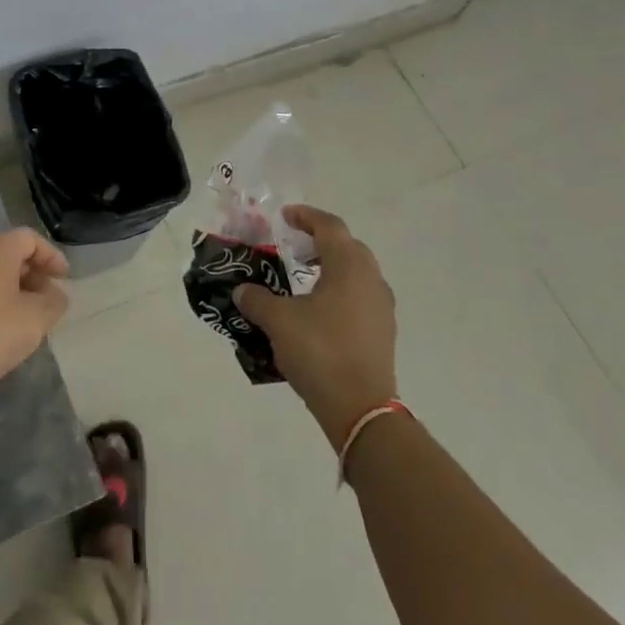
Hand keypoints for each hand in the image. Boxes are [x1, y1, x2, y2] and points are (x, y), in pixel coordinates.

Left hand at [0, 228, 70, 405]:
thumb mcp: (37, 319)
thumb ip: (54, 301)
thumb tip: (54, 295)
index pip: (28, 238)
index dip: (51, 255)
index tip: (64, 280)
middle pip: (9, 253)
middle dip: (34, 273)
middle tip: (48, 300)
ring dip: (14, 289)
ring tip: (27, 318)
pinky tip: (1, 329)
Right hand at [233, 205, 397, 449]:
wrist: (360, 408)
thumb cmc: (319, 351)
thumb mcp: (278, 321)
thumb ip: (257, 300)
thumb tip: (242, 290)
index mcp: (349, 267)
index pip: (330, 227)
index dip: (306, 216)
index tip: (285, 216)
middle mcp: (371, 280)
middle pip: (347, 247)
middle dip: (320, 241)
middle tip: (292, 245)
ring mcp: (381, 307)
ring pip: (356, 273)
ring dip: (330, 267)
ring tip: (302, 278)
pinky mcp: (382, 332)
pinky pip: (359, 296)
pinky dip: (338, 291)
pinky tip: (316, 310)